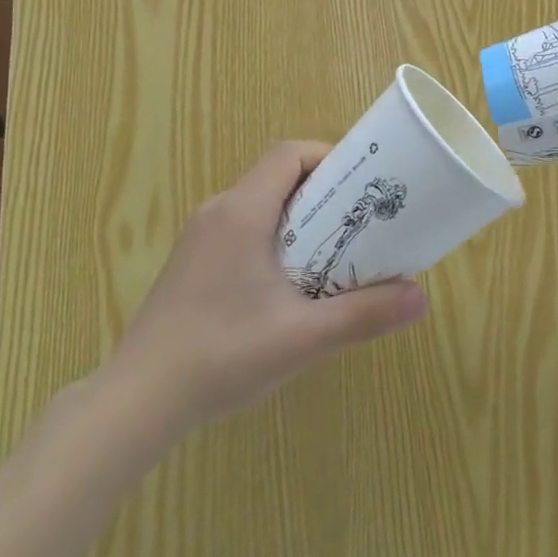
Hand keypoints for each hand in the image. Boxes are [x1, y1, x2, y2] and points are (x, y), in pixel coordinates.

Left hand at [105, 142, 429, 437]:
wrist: (136, 402)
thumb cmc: (222, 355)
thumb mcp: (301, 337)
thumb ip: (363, 315)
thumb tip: (421, 298)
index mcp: (242, 211)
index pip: (289, 154)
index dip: (327, 158)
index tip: (361, 185)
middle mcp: (218, 210)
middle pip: (276, 177)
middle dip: (321, 192)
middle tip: (357, 223)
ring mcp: (199, 237)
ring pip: (258, 205)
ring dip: (297, 218)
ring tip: (331, 254)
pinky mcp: (190, 263)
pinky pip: (240, 229)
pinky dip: (271, 238)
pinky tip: (285, 287)